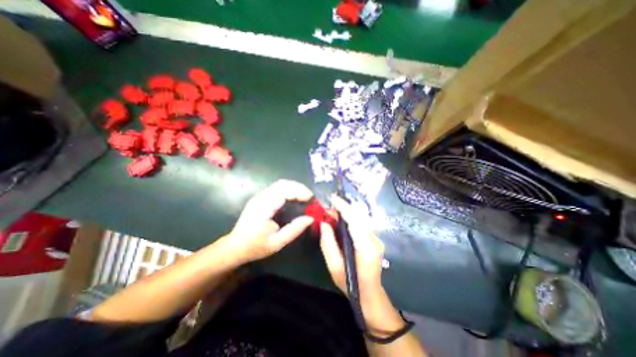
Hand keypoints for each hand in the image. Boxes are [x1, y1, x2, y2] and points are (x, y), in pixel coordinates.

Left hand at [222, 180, 313, 262]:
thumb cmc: (255, 246)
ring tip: (305, 197)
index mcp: (264, 207)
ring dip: (294, 187)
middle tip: (310, 197)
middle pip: (283, 183)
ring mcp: (259, 196)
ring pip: (280, 184)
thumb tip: (311, 218)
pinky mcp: (260, 198)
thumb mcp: (277, 242)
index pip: (284, 190)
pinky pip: (277, 188)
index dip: (300, 191)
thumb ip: (295, 229)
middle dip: (299, 187)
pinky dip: (289, 190)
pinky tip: (294, 197)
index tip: (311, 198)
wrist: (235, 247)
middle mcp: (261, 198)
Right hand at [318, 194, 401, 332]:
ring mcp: (376, 238)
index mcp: (365, 247)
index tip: (332, 198)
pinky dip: (350, 218)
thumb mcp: (334, 266)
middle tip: (327, 209)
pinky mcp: (374, 239)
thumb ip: (328, 243)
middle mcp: (374, 239)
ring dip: (346, 212)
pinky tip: (340, 221)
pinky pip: (361, 223)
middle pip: (358, 216)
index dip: (343, 207)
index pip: (354, 220)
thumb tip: (324, 223)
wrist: (370, 295)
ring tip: (331, 214)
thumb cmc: (351, 285)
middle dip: (342, 208)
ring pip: (360, 218)